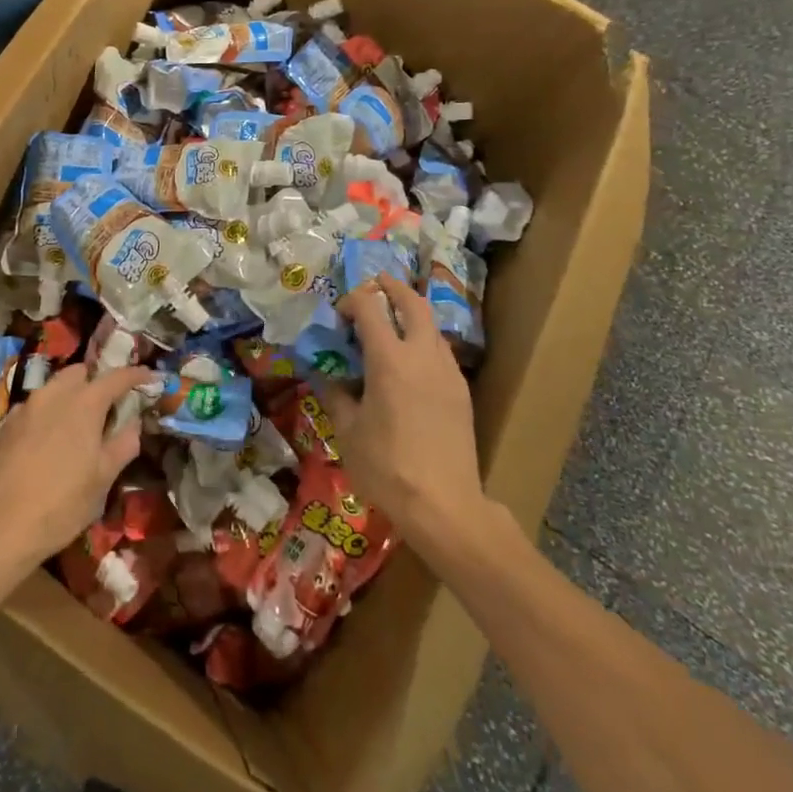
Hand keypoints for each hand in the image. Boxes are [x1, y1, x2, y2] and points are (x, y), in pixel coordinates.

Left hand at [0, 364, 150, 574]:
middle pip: (80, 373)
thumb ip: (123, 444)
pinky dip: (47, 413)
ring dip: (70, 395)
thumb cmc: (62, 504)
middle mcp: (53, 395)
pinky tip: (48, 439)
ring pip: (54, 387)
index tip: (150, 376)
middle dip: (97, 381)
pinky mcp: (5, 425)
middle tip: (108, 405)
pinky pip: (33, 407)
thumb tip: (133, 423)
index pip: (116, 377)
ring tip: (78, 423)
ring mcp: (25, 408)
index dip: (136, 374)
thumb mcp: (103, 479)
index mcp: (84, 403)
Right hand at [327, 275, 484, 550]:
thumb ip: (337, 395)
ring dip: (411, 313)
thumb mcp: (348, 431)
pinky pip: (440, 350)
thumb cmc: (387, 468)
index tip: (339, 315)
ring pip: (431, 325)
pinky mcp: (461, 391)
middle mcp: (422, 355)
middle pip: (412, 302)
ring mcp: (447, 371)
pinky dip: (423, 340)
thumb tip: (331, 377)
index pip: (369, 307)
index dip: (351, 301)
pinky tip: (411, 363)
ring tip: (392, 323)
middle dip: (392, 287)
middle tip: (375, 285)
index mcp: (389, 360)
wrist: (445, 506)